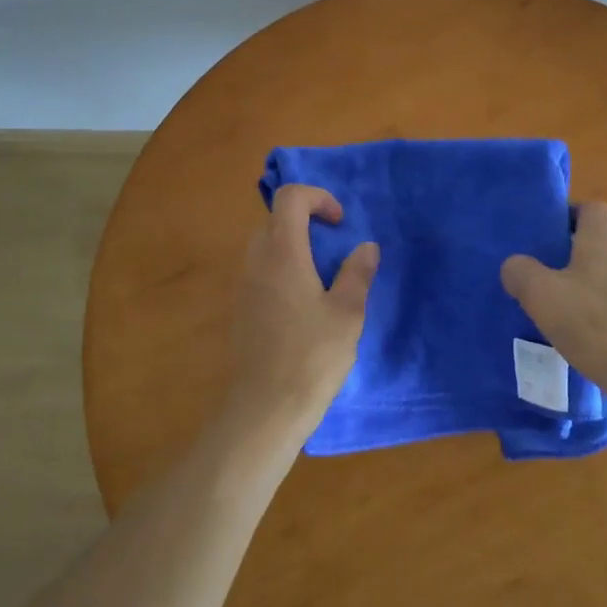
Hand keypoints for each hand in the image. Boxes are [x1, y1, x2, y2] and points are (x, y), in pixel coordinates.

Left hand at [225, 184, 378, 439]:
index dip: (318, 198)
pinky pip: (259, 269)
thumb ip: (357, 273)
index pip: (290, 197)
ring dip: (294, 246)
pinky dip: (282, 268)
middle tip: (335, 248)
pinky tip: (303, 304)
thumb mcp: (347, 314)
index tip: (340, 223)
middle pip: (276, 218)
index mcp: (282, 252)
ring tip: (322, 277)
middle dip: (307, 221)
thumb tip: (366, 247)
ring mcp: (242, 283)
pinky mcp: (239, 307)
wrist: (263, 408)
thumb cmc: (311, 357)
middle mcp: (256, 259)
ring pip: (266, 244)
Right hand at [500, 201, 606, 406]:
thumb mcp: (542, 294)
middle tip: (543, 275)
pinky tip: (584, 341)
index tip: (546, 234)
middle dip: (572, 256)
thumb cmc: (595, 323)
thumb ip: (521, 273)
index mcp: (604, 241)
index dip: (569, 215)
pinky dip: (602, 319)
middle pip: (600, 245)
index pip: (592, 209)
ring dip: (587, 290)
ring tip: (560, 312)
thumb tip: (514, 265)